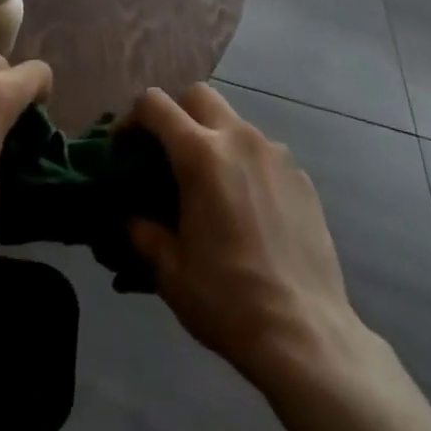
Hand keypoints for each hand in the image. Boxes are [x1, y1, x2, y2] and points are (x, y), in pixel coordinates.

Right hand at [127, 84, 361, 387]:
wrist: (305, 334)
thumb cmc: (227, 299)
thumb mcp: (169, 269)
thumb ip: (143, 230)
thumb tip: (134, 214)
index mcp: (200, 154)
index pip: (155, 104)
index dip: (132, 119)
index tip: (125, 149)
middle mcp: (239, 138)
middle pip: (198, 95)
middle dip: (176, 114)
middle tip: (167, 156)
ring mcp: (276, 154)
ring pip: (233, 122)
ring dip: (213, 138)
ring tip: (210, 187)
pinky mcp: (301, 176)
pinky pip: (263, 152)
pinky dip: (245, 164)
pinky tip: (247, 209)